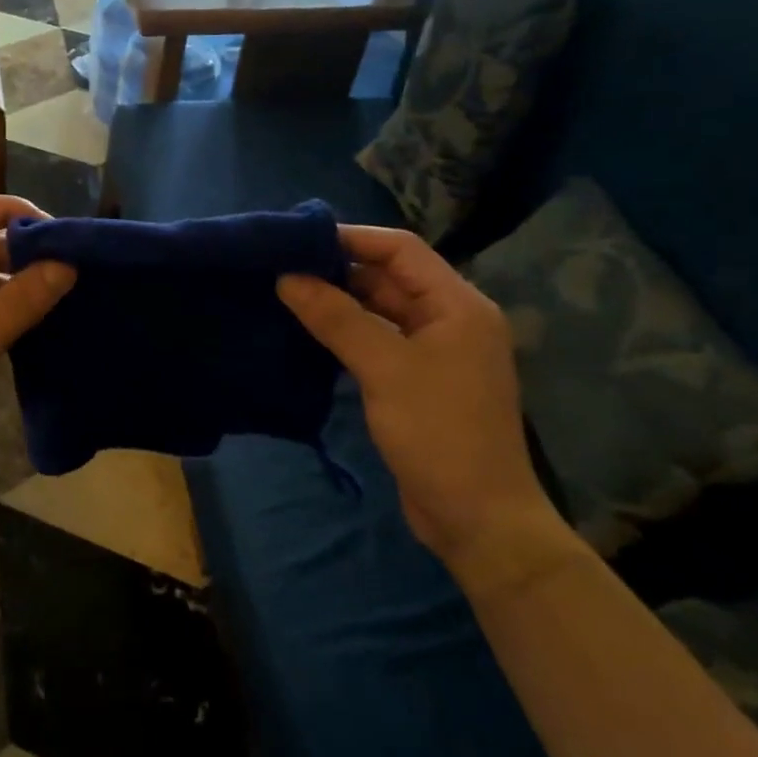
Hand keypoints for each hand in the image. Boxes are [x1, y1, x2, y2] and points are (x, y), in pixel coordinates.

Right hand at [277, 226, 564, 577]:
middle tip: (280, 268)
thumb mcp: (384, 369)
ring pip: (380, 311)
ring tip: (285, 295)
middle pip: (389, 278)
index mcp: (457, 305)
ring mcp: (434, 353)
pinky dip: (345, 333)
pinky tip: (308, 334)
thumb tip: (287, 277)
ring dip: (339, 302)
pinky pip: (377, 341)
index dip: (351, 238)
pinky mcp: (417, 381)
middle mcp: (449, 320)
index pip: (400, 250)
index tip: (296, 240)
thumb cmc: (438, 433)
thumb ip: (337, 318)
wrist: (477, 518)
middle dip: (338, 270)